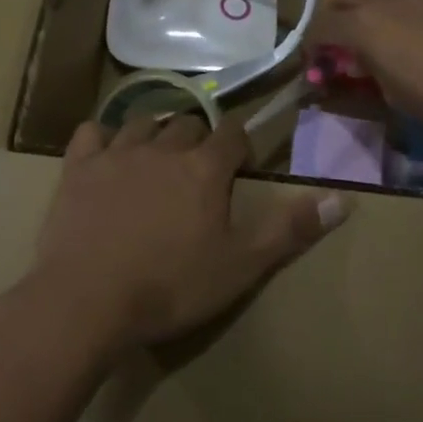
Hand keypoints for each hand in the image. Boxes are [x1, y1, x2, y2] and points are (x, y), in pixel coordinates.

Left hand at [27, 114, 349, 351]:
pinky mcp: (78, 166)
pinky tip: (105, 154)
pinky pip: (91, 132)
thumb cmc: (170, 287)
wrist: (87, 299)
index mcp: (203, 168)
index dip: (240, 144)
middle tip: (197, 169)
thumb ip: (290, 230)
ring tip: (156, 158)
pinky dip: (102, 137)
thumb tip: (344, 200)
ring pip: (142, 121)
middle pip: (188, 123)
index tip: (240, 163)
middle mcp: (163, 148)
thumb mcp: (240, 266)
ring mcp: (116, 153)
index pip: (232, 134)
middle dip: (199, 139)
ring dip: (155, 133)